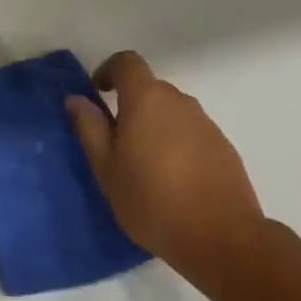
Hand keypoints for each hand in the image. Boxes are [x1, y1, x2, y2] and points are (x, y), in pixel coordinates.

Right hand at [66, 51, 266, 287]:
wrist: (222, 238)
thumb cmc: (152, 201)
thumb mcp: (107, 168)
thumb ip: (90, 128)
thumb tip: (76, 98)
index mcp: (146, 99)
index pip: (127, 62)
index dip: (109, 70)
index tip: (98, 93)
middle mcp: (179, 101)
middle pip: (150, 88)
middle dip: (131, 105)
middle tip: (117, 142)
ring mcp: (206, 123)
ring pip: (172, 112)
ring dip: (155, 126)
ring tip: (146, 166)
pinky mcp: (224, 147)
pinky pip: (192, 132)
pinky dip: (177, 144)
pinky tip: (174, 180)